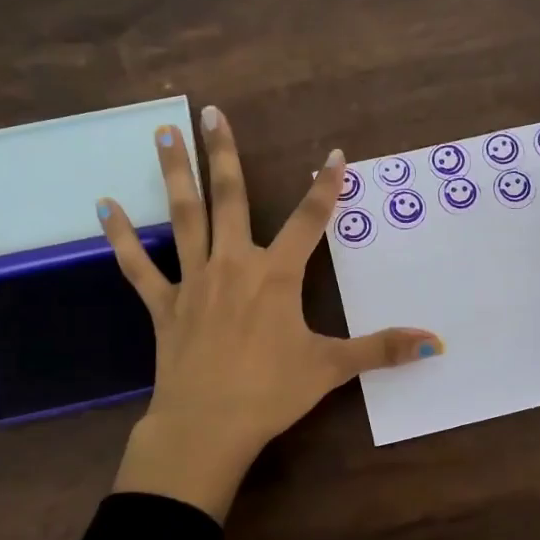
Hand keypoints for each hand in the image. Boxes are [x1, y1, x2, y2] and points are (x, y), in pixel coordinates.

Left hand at [99, 106, 440, 521]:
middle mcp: (233, 264)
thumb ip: (382, 350)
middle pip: (229, 198)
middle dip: (222, 153)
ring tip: (163, 133)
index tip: (334, 154)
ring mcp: (193, 281)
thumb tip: (436, 342)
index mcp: (276, 275)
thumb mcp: (331, 368)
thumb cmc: (271, 393)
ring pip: (183, 217)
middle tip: (210, 112)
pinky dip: (121, 237)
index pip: (308, 220)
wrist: (207, 427)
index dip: (325, 187)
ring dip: (174, 174)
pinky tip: (103, 207)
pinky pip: (138, 265)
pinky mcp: (163, 304)